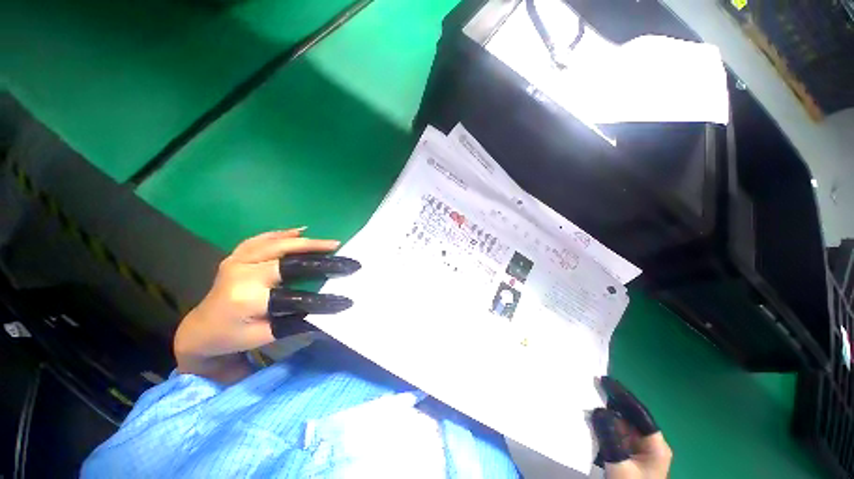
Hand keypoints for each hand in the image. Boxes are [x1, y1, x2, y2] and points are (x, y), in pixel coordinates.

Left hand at [174, 228, 358, 382]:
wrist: (200, 329)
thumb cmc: (232, 337)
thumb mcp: (265, 336)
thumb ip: (295, 322)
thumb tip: (327, 314)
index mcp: (247, 299)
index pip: (296, 295)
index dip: (324, 299)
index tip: (347, 299)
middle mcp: (241, 274)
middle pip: (287, 259)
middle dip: (320, 256)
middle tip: (344, 255)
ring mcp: (236, 261)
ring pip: (277, 244)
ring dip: (307, 242)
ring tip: (331, 243)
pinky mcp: (235, 256)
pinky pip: (261, 239)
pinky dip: (282, 234)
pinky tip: (299, 231)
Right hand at [592, 377, 671, 478]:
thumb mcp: (621, 466)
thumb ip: (611, 438)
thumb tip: (598, 410)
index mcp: (655, 445)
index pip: (639, 412)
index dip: (622, 395)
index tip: (603, 380)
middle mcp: (648, 444)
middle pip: (628, 417)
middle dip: (609, 404)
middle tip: (589, 388)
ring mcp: (638, 452)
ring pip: (619, 427)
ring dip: (603, 417)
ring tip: (584, 402)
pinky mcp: (627, 457)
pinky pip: (613, 437)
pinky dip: (602, 429)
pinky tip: (588, 424)